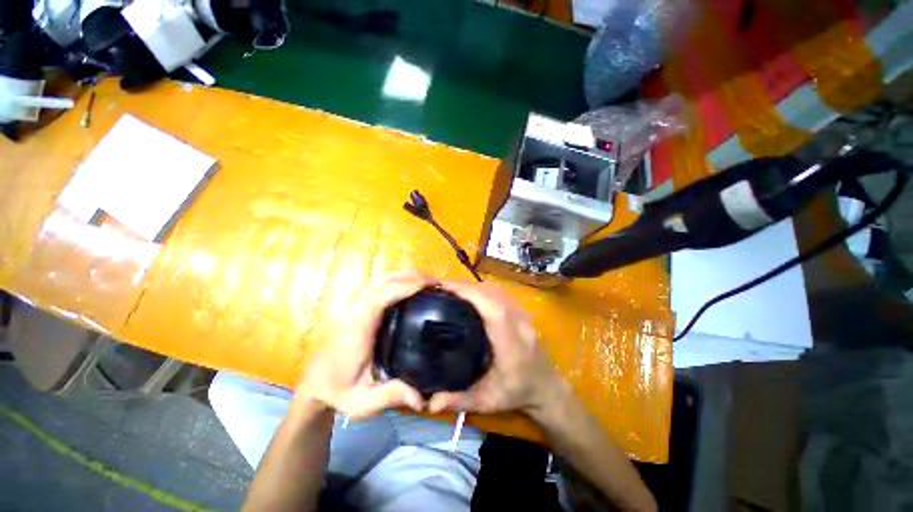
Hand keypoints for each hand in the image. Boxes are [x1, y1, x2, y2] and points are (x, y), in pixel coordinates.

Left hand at [296, 270, 429, 419]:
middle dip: (414, 276)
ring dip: (408, 275)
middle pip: (386, 280)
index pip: (383, 295)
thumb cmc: (339, 390)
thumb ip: (391, 396)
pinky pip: (383, 283)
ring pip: (384, 278)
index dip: (407, 285)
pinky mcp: (361, 305)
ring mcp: (359, 304)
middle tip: (439, 284)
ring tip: (431, 283)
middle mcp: (358, 309)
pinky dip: (401, 279)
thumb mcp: (363, 403)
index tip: (432, 285)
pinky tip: (414, 287)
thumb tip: (422, 398)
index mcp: (359, 327)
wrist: (316, 383)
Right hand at [428, 280, 563, 414]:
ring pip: (497, 290)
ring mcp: (522, 314)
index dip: (470, 293)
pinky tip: (471, 295)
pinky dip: (483, 289)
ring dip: (475, 286)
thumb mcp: (487, 402)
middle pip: (493, 293)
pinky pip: (501, 293)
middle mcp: (518, 322)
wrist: (546, 388)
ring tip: (454, 290)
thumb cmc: (516, 393)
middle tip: (443, 288)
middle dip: (466, 286)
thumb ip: (459, 401)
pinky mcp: (521, 311)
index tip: (446, 288)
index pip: (492, 308)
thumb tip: (429, 403)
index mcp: (510, 342)